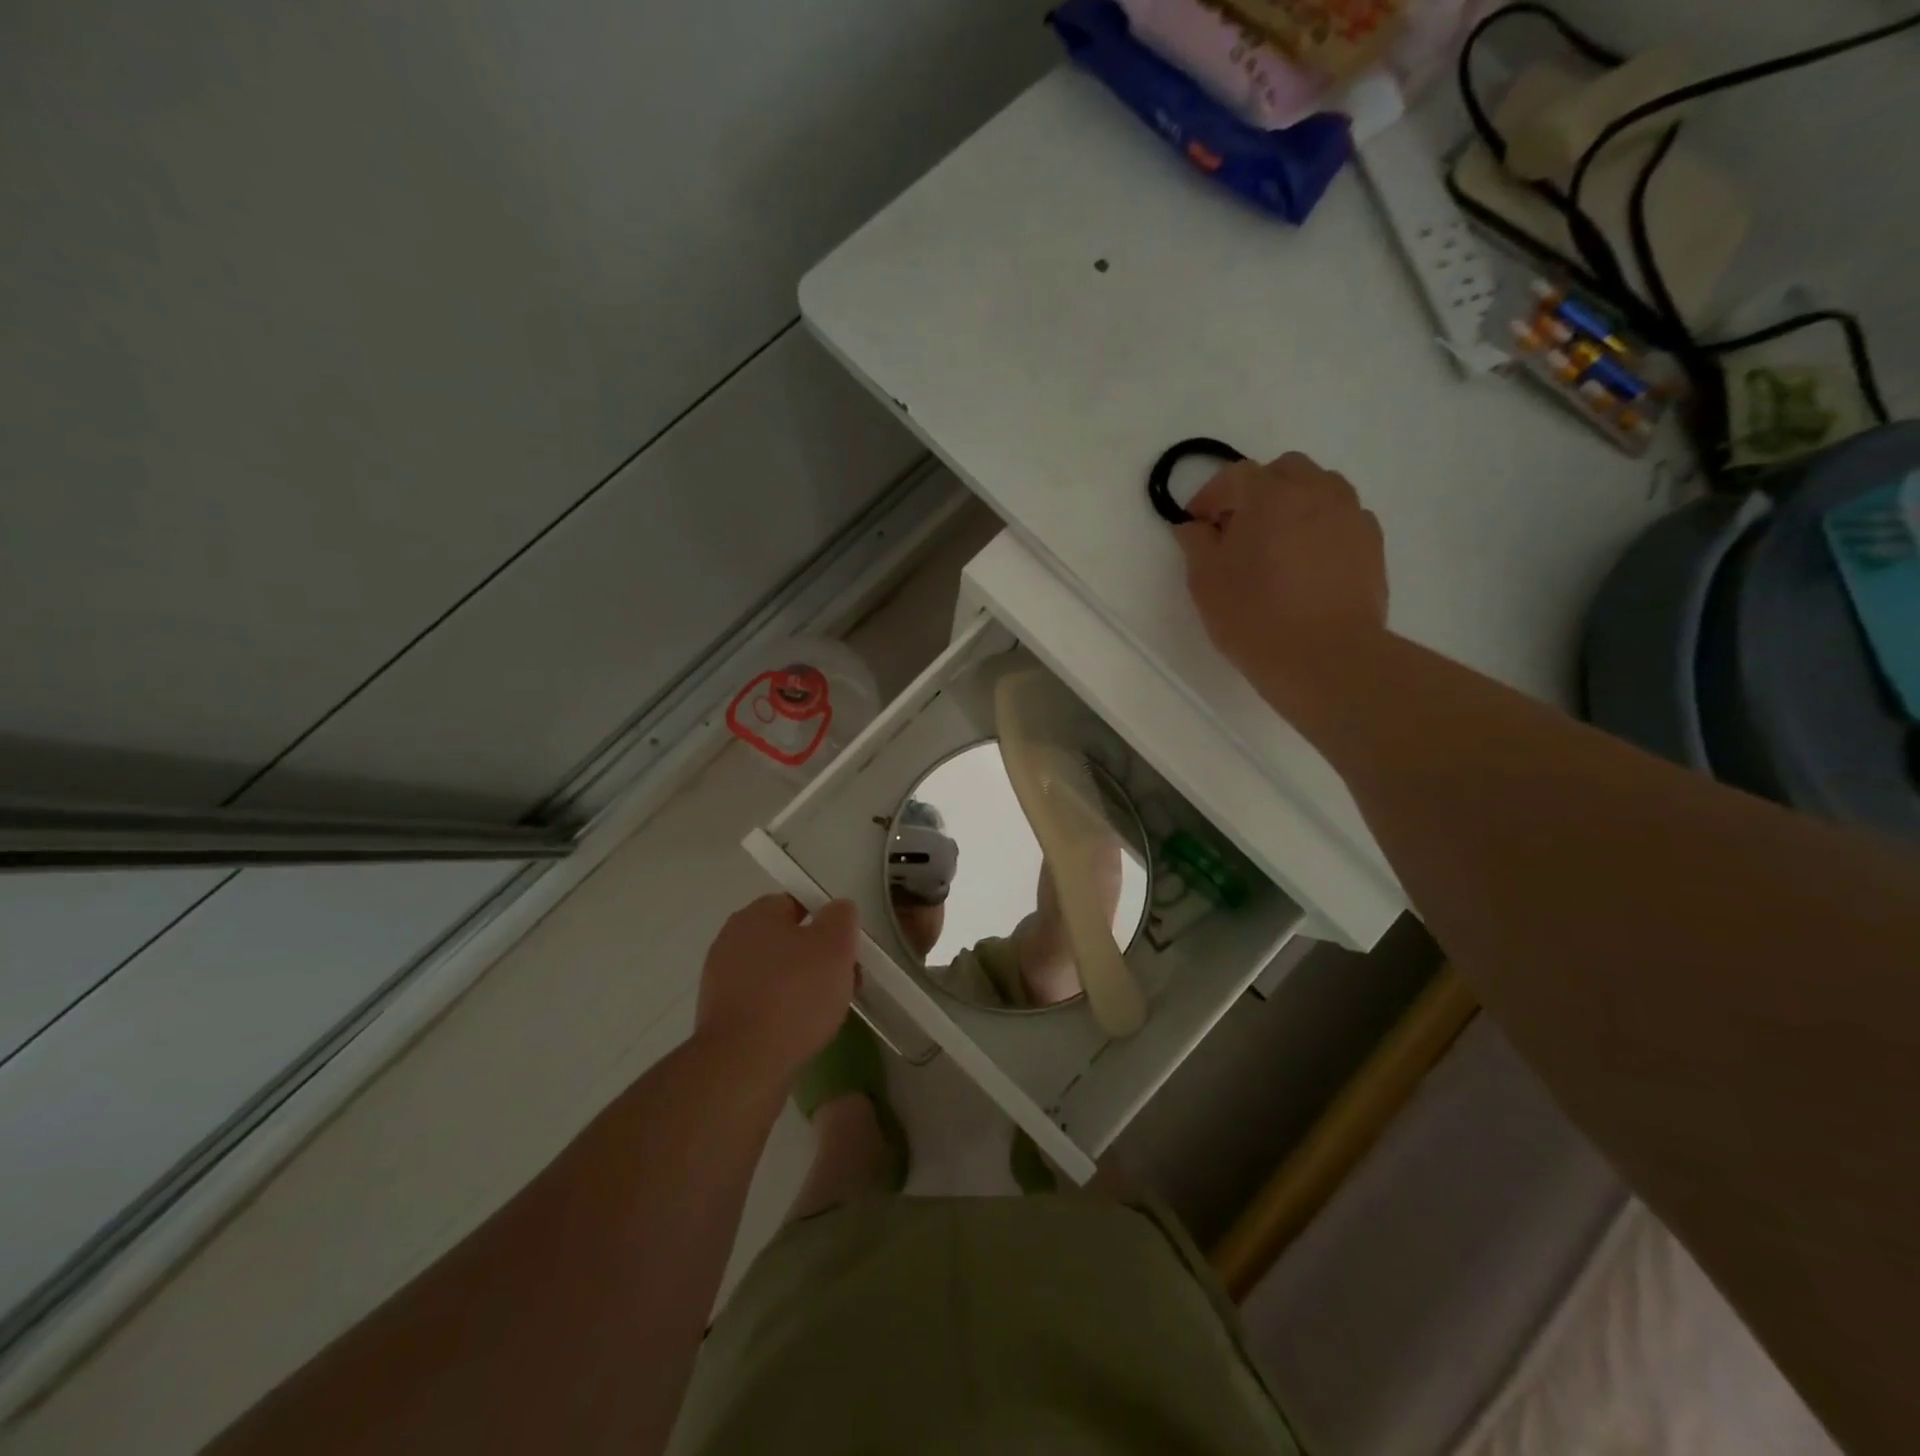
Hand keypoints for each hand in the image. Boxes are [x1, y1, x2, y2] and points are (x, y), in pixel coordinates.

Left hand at [695, 895, 858, 1084]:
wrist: (743, 1065)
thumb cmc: (793, 994)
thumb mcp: (835, 945)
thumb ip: (841, 917)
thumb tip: (837, 909)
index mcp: (755, 915)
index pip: (796, 903)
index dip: (826, 922)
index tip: (845, 946)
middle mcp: (732, 941)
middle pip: (786, 941)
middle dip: (817, 958)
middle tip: (843, 980)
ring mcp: (721, 981)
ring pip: (776, 975)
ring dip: (802, 987)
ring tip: (828, 1012)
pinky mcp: (721, 1019)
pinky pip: (762, 1004)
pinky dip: (782, 1013)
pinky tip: (801, 1032)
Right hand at [1175, 452, 1387, 711]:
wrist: (1325, 657)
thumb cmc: (1254, 616)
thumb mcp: (1206, 581)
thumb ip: (1196, 543)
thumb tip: (1194, 525)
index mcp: (1269, 495)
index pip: (1234, 476)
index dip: (1210, 496)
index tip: (1197, 523)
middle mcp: (1316, 491)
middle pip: (1284, 471)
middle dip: (1257, 491)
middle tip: (1238, 529)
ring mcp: (1350, 515)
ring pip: (1320, 488)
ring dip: (1294, 504)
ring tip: (1277, 544)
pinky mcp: (1372, 543)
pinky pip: (1342, 518)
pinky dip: (1321, 527)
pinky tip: (1308, 562)